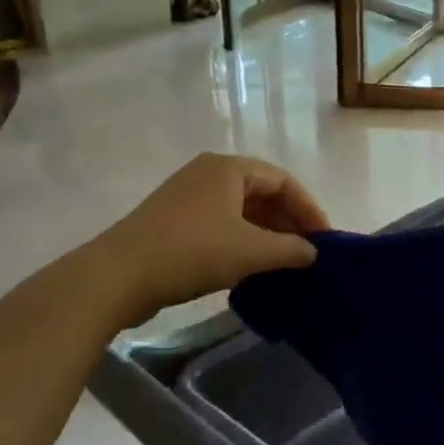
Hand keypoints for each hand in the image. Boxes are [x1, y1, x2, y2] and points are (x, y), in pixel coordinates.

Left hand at [97, 153, 330, 324]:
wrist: (118, 276)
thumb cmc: (191, 252)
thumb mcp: (250, 251)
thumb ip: (289, 249)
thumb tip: (313, 253)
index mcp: (229, 168)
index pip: (283, 181)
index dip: (309, 209)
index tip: (325, 241)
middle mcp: (209, 173)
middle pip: (262, 193)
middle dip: (288, 222)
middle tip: (308, 253)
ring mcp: (188, 196)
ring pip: (241, 211)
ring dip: (266, 234)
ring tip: (284, 262)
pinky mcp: (173, 221)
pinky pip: (221, 224)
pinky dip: (242, 241)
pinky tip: (251, 267)